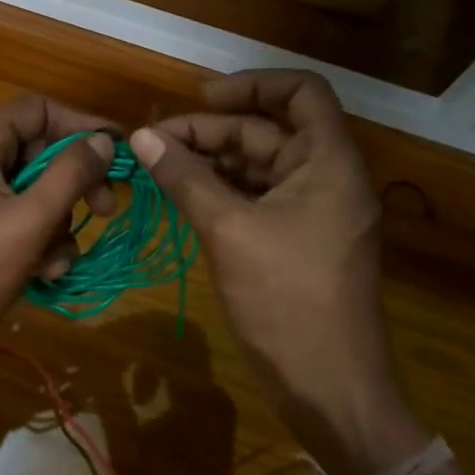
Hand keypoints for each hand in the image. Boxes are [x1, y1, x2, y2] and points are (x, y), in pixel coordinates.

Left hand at [0, 95, 117, 359]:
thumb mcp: (27, 221)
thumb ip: (70, 175)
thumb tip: (104, 141)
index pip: (39, 110)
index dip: (81, 124)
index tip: (119, 152)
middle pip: (42, 151)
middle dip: (76, 183)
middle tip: (106, 210)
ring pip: (38, 191)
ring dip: (59, 224)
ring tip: (55, 259)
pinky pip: (24, 220)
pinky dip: (41, 243)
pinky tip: (43, 273)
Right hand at [130, 70, 426, 474]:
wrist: (332, 390)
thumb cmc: (287, 302)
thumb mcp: (229, 231)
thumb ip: (186, 178)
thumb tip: (142, 137)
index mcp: (329, 162)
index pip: (301, 91)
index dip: (251, 84)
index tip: (200, 97)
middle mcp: (325, 176)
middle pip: (266, 130)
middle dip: (210, 132)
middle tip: (153, 144)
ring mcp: (312, 210)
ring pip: (256, 165)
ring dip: (209, 162)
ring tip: (158, 168)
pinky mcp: (296, 238)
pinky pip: (255, 197)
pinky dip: (219, 192)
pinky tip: (181, 197)